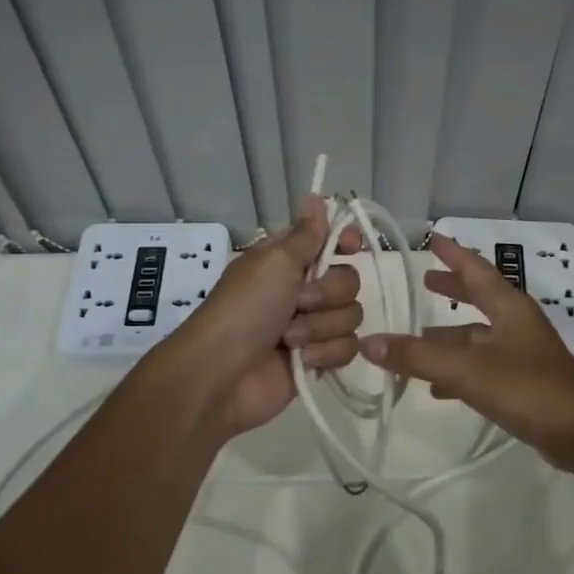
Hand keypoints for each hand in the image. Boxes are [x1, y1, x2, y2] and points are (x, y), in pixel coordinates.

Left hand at [172, 196, 363, 437]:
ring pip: (350, 316)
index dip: (344, 241)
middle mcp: (301, 289)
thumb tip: (317, 197)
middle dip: (327, 294)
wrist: (222, 376)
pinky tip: (303, 361)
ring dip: (321, 327)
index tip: (350, 246)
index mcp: (287, 261)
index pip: (329, 240)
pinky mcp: (317, 359)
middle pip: (348, 280)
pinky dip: (325, 354)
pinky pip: (347, 348)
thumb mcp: (274, 262)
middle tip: (298, 304)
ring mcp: (310, 326)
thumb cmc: (245, 309)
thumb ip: (305, 234)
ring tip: (290, 340)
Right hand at [359, 232, 573, 448]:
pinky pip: (483, 367)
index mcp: (509, 307)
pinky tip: (437, 389)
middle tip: (425, 280)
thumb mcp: (466, 370)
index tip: (432, 238)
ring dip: (449, 337)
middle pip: (479, 298)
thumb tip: (369, 342)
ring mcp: (523, 354)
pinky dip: (459, 370)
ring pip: (478, 337)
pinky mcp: (525, 383)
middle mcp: (517, 324)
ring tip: (416, 342)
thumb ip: (417, 357)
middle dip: (452, 289)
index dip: (453, 254)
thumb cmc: (527, 389)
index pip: (476, 269)